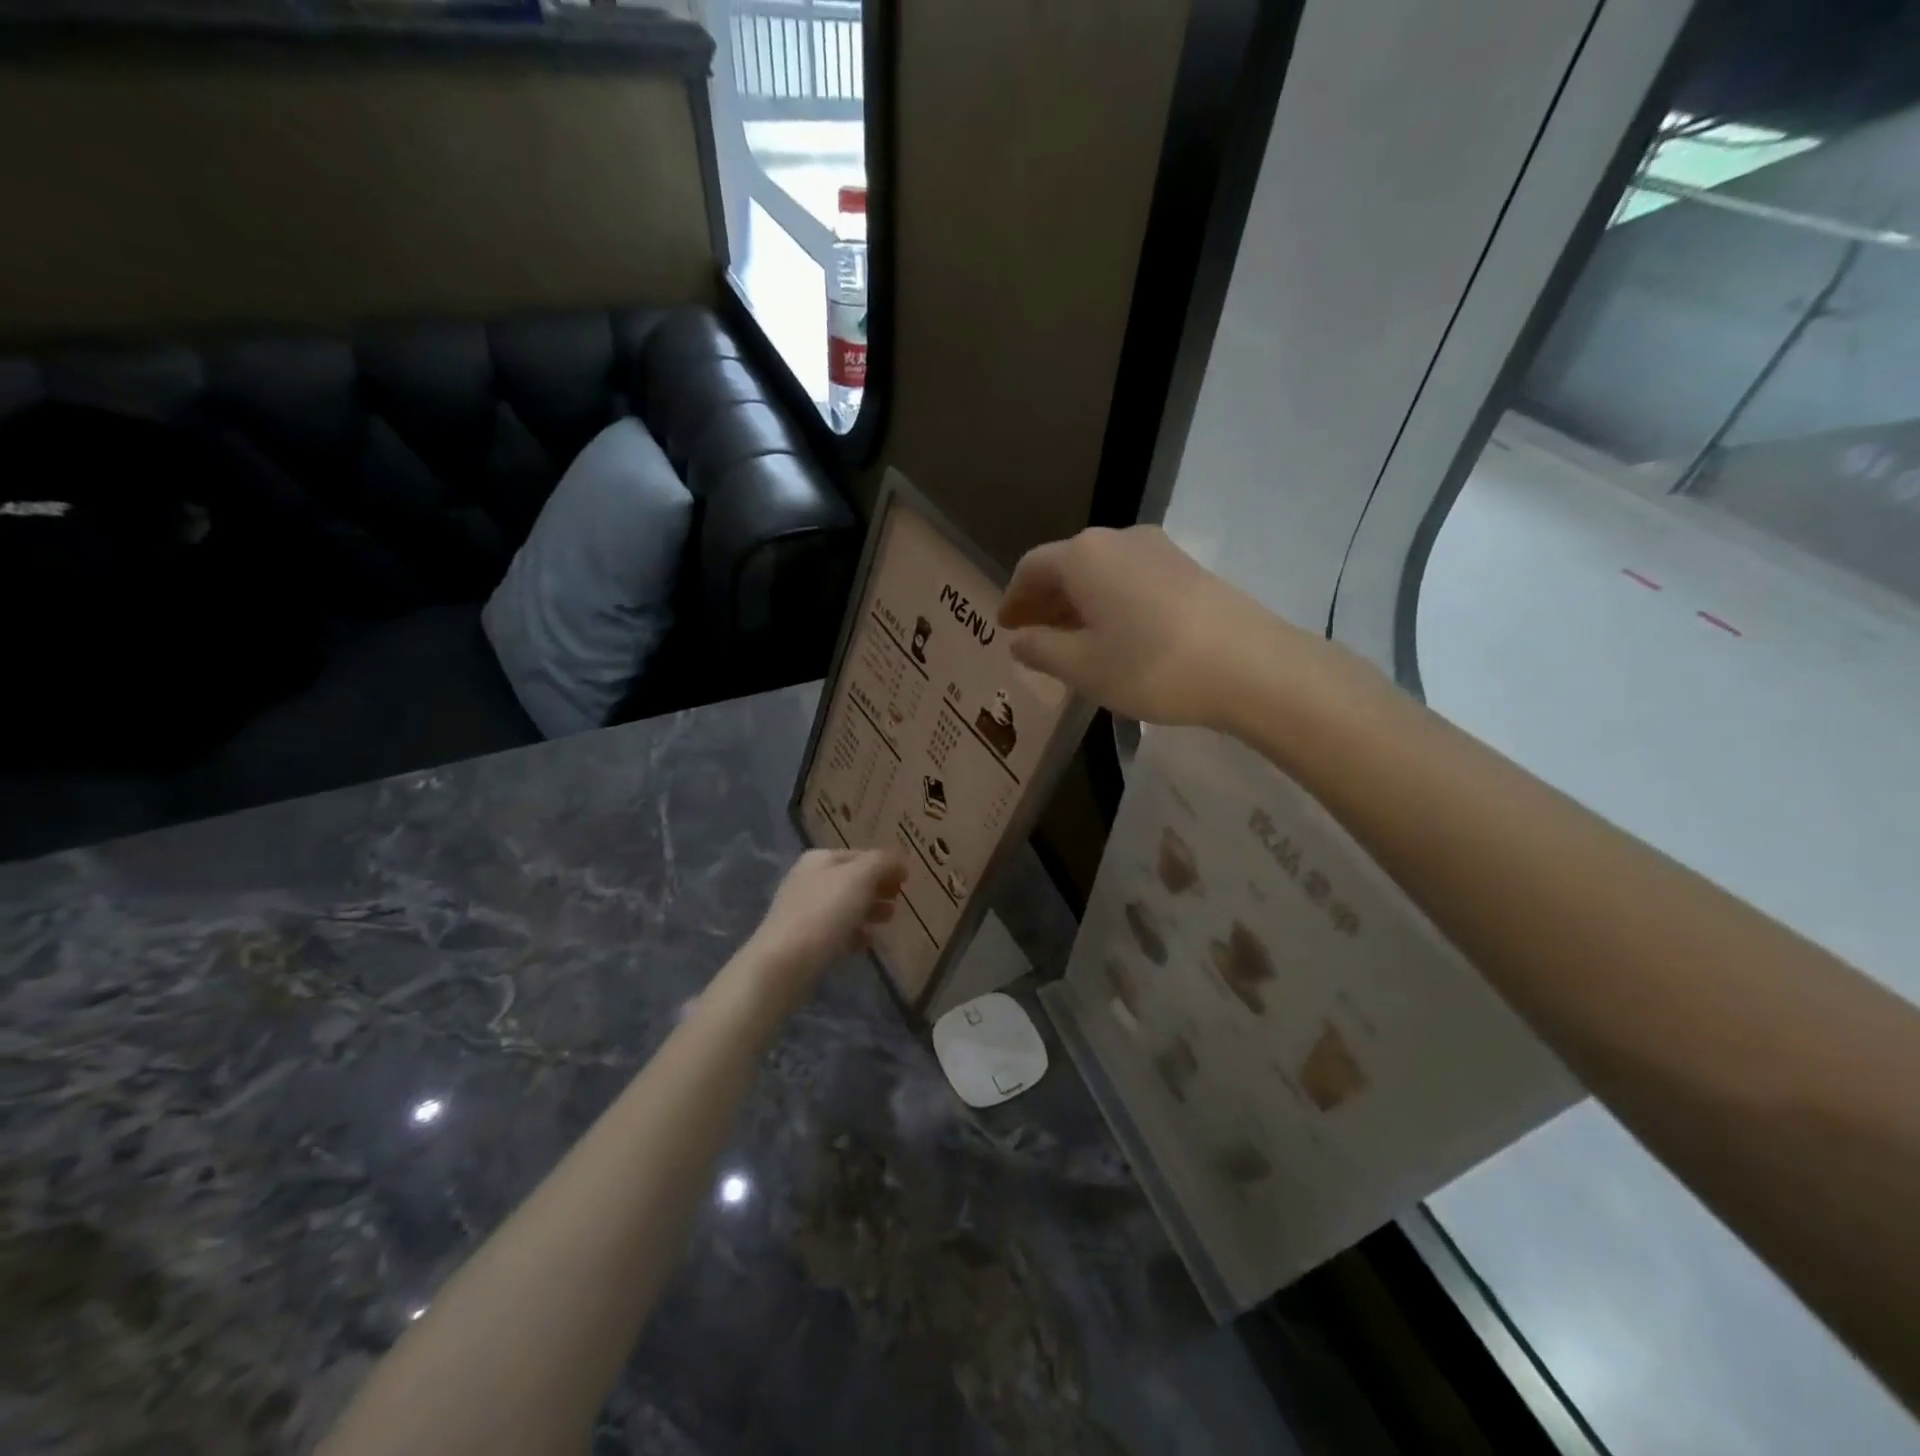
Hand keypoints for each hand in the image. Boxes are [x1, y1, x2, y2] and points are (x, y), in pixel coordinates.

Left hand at [739, 849, 906, 1009]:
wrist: (785, 963)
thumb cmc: (825, 911)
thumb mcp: (860, 877)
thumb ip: (883, 862)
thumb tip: (899, 861)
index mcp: (820, 859)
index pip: (860, 855)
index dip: (885, 864)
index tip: (907, 880)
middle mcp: (809, 880)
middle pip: (853, 880)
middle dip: (878, 888)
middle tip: (900, 900)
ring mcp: (805, 911)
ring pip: (846, 906)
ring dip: (869, 910)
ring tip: (889, 919)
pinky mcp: (805, 941)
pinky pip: (836, 932)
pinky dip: (854, 934)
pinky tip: (868, 942)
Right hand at [998, 526, 1294, 728]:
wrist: (1250, 666)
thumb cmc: (1150, 666)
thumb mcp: (1083, 667)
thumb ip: (1041, 650)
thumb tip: (1020, 640)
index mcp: (1084, 556)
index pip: (1032, 567)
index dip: (1013, 598)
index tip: (1005, 627)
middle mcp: (1119, 539)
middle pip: (1068, 565)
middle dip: (1045, 600)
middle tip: (1033, 636)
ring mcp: (1159, 550)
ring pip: (1102, 573)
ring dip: (1079, 603)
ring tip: (1073, 641)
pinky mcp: (1189, 568)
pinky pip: (1131, 580)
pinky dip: (1110, 603)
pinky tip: (1116, 636)